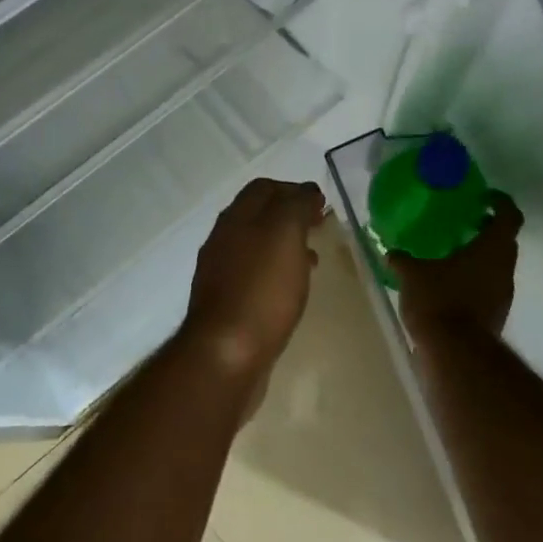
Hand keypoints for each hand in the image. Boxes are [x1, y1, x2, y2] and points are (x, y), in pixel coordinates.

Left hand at [182, 178, 327, 379]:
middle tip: (319, 228)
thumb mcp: (285, 234)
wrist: (226, 353)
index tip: (321, 204)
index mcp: (236, 218)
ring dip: (284, 246)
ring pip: (257, 247)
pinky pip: (255, 276)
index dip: (293, 189)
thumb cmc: (261, 289)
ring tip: (312, 260)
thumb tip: (306, 191)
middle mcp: (223, 239)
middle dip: (290, 216)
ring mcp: (221, 272)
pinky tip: (291, 291)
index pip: (264, 188)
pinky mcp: (226, 303)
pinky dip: (276, 273)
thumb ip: (296, 206)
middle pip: (258, 216)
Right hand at [389, 190, 522, 338]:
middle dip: (488, 230)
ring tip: (452, 255)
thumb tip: (390, 252)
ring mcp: (504, 294)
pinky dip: (475, 280)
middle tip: (463, 223)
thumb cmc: (439, 301)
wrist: (456, 354)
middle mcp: (504, 268)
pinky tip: (449, 284)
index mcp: (492, 248)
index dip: (500, 202)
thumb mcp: (413, 275)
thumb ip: (403, 260)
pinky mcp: (496, 315)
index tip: (484, 198)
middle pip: (505, 241)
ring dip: (481, 257)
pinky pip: (489, 287)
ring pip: (498, 265)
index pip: (509, 216)